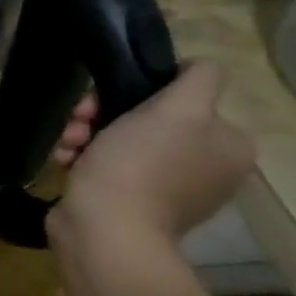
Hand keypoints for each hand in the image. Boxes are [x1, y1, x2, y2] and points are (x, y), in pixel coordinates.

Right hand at [49, 61, 255, 243]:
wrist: (105, 229)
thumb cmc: (139, 165)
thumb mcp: (177, 110)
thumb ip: (199, 80)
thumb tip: (197, 66)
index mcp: (228, 145)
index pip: (185, 97)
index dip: (142, 91)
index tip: (108, 99)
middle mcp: (206, 167)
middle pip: (148, 118)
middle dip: (103, 115)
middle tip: (79, 121)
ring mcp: (168, 188)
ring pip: (120, 140)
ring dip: (86, 135)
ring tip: (68, 145)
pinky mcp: (131, 202)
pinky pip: (106, 166)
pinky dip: (83, 159)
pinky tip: (66, 162)